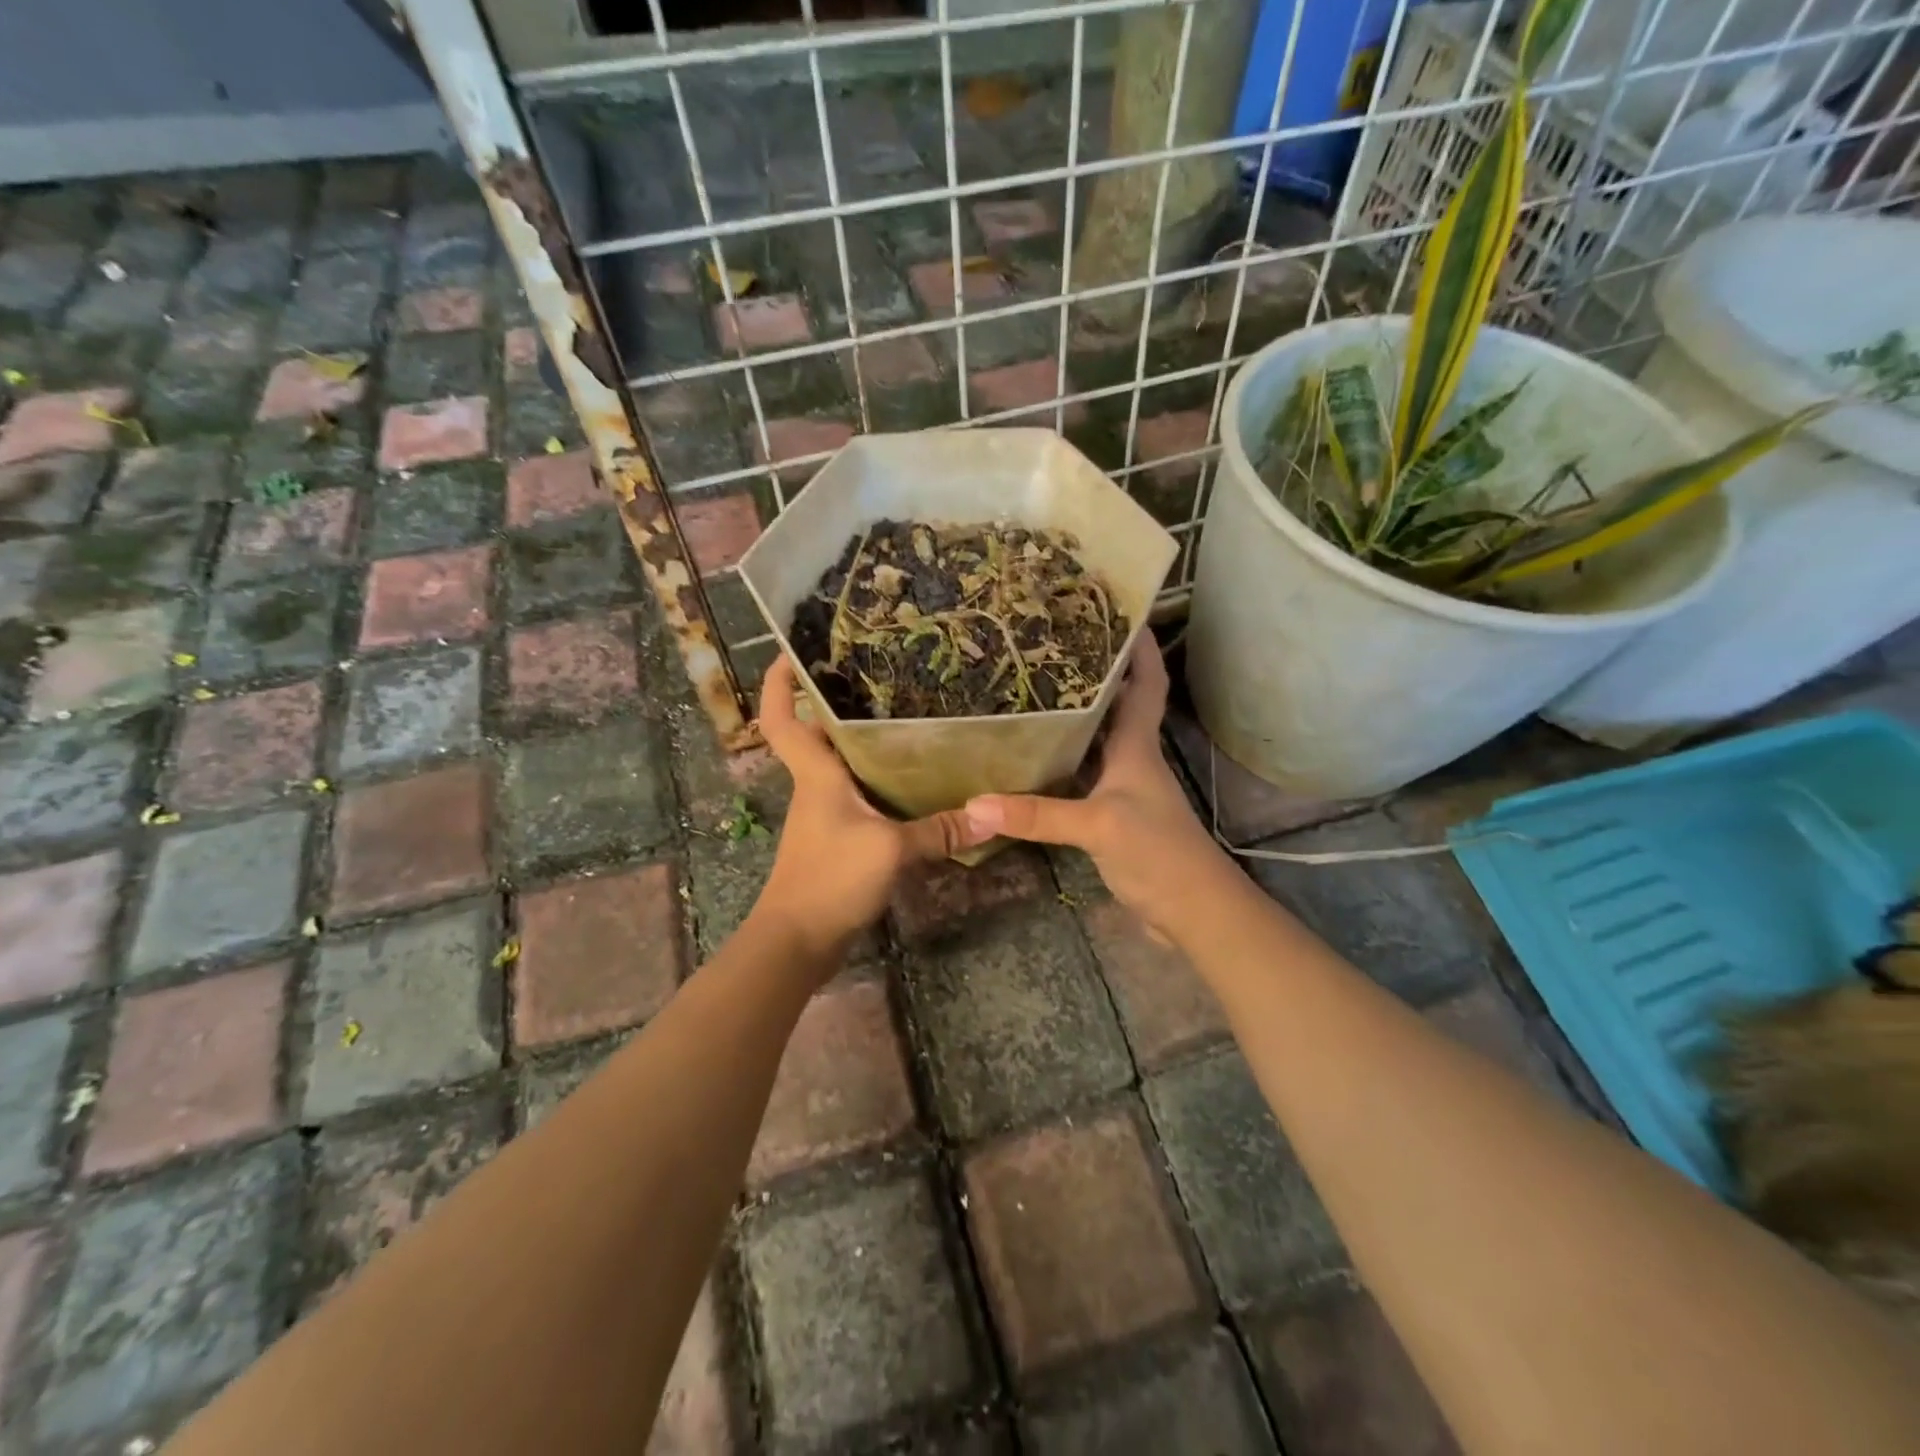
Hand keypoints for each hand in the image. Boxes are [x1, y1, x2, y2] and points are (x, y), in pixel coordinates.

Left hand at [751, 657, 981, 961]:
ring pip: (840, 768)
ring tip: (908, 723)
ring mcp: (824, 816)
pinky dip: (877, 785)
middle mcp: (815, 788)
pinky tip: (912, 785)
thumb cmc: (830, 879)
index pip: (781, 719)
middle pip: (817, 736)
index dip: (779, 685)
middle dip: (837, 705)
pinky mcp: (836, 841)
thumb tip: (990, 815)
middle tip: (878, 680)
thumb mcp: (890, 849)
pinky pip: (857, 799)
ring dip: (863, 746)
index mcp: (816, 775)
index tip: (789, 654)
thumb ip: (938, 830)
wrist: (796, 941)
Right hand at [962, 637, 1233, 941]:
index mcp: (1138, 747)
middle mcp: (1132, 761)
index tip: (1120, 613)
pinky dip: (1061, 767)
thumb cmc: (1159, 854)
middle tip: (1051, 650)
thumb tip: (973, 804)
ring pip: (1096, 744)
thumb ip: (1038, 814)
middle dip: (1094, 676)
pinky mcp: (1111, 821)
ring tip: (1031, 695)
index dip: (1139, 649)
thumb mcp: (1098, 826)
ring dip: (1073, 721)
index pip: (1146, 685)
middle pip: (1116, 707)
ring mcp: (1122, 792)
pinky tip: (1032, 765)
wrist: (1194, 913)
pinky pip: (1082, 781)